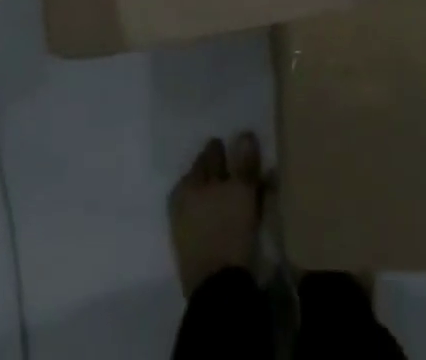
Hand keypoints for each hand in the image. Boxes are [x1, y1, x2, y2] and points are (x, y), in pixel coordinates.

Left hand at [169, 133, 263, 295]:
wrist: (218, 291)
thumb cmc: (228, 231)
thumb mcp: (242, 191)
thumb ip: (243, 162)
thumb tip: (244, 133)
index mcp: (189, 182)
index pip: (209, 155)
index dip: (224, 150)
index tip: (236, 147)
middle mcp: (182, 200)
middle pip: (205, 176)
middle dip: (221, 171)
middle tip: (241, 169)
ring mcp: (184, 227)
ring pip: (207, 199)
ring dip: (223, 193)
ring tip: (242, 194)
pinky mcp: (192, 250)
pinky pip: (208, 220)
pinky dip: (220, 214)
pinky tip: (233, 217)